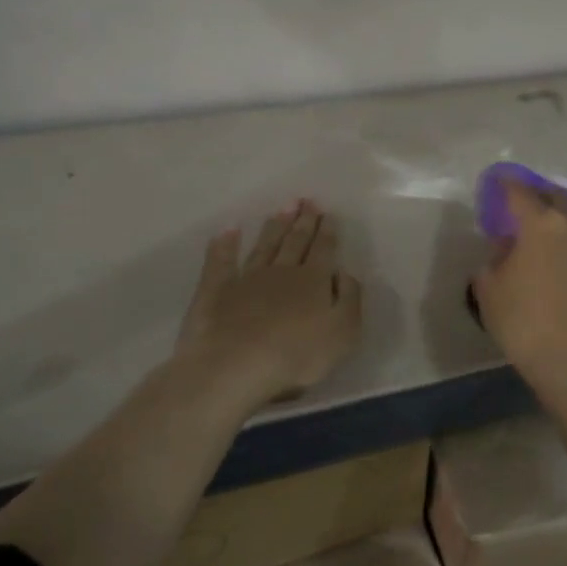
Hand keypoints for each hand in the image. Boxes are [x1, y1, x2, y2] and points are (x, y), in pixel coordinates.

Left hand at [174, 201, 363, 404]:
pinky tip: (228, 229)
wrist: (236, 365)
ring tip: (282, 208)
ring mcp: (246, 278)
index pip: (323, 250)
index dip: (327, 232)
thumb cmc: (297, 355)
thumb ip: (349, 299)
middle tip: (307, 201)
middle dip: (303, 221)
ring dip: (274, 226)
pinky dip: (225, 244)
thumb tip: (344, 273)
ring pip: (264, 246)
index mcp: (313, 281)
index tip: (328, 214)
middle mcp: (281, 271)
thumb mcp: (343, 332)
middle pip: (295, 242)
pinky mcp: (216, 291)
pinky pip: (221, 260)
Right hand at [472, 180, 566, 383]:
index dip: (506, 183)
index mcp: (537, 225)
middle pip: (555, 196)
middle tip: (526, 204)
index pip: (519, 193)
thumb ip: (495, 258)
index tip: (499, 180)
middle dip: (538, 195)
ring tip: (565, 213)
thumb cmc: (521, 323)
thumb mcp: (489, 289)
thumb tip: (507, 244)